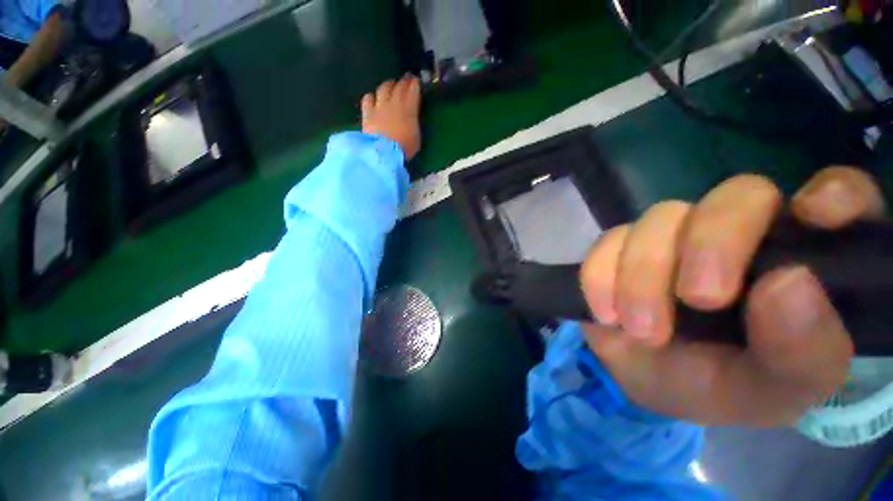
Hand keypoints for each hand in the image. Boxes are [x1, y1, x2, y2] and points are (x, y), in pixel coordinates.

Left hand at [361, 75, 421, 160]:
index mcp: (409, 109)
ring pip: (383, 88)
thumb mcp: (416, 137)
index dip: (415, 84)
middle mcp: (394, 103)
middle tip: (406, 80)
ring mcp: (379, 106)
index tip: (416, 81)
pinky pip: (368, 98)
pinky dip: (372, 96)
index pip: (413, 90)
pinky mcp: (367, 112)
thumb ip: (414, 123)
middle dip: (404, 82)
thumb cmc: (404, 148)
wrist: (384, 152)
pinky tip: (374, 99)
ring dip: (388, 85)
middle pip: (399, 86)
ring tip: (390, 86)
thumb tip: (412, 118)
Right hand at [580, 167, 884, 425]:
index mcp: (800, 261)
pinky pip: (608, 241)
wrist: (646, 379)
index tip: (814, 215)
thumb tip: (790, 284)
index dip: (836, 191)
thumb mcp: (771, 391)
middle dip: (712, 243)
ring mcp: (673, 235)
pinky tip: (607, 314)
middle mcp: (740, 234)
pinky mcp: (621, 245)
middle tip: (698, 300)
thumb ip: (801, 352)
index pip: (841, 197)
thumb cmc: (722, 386)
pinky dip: (601, 276)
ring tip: (642, 330)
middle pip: (737, 195)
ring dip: (644, 275)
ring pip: (661, 217)